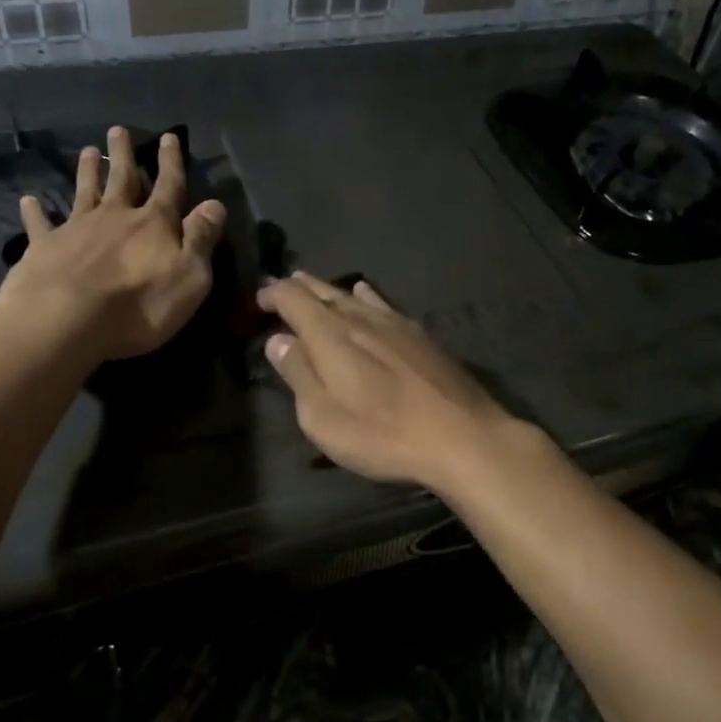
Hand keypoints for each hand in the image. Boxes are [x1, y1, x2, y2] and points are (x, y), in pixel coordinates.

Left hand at [0, 127, 224, 361]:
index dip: (171, 162)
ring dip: (86, 171)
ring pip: (84, 191)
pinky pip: (40, 224)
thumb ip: (201, 239)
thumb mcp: (190, 277)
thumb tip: (215, 204)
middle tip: (118, 130)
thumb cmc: (140, 304)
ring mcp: (77, 228)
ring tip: (86, 151)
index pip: (169, 186)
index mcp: (154, 224)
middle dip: (123, 155)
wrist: (67, 318)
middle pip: (122, 179)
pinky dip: (35, 211)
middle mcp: (115, 216)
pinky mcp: (45, 247)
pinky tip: (28, 200)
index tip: (169, 137)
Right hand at [258, 273, 528, 493]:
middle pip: (323, 292)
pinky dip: (366, 296)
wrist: (461, 436)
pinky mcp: (420, 335)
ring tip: (312, 284)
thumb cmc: (382, 435)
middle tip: (281, 286)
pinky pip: (383, 304)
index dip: (273, 294)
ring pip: (353, 296)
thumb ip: (299, 374)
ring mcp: (395, 324)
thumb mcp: (324, 418)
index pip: (294, 299)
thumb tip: (278, 340)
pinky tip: (366, 294)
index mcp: (331, 336)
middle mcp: (361, 319)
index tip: (259, 299)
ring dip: (328, 290)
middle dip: (298, 288)